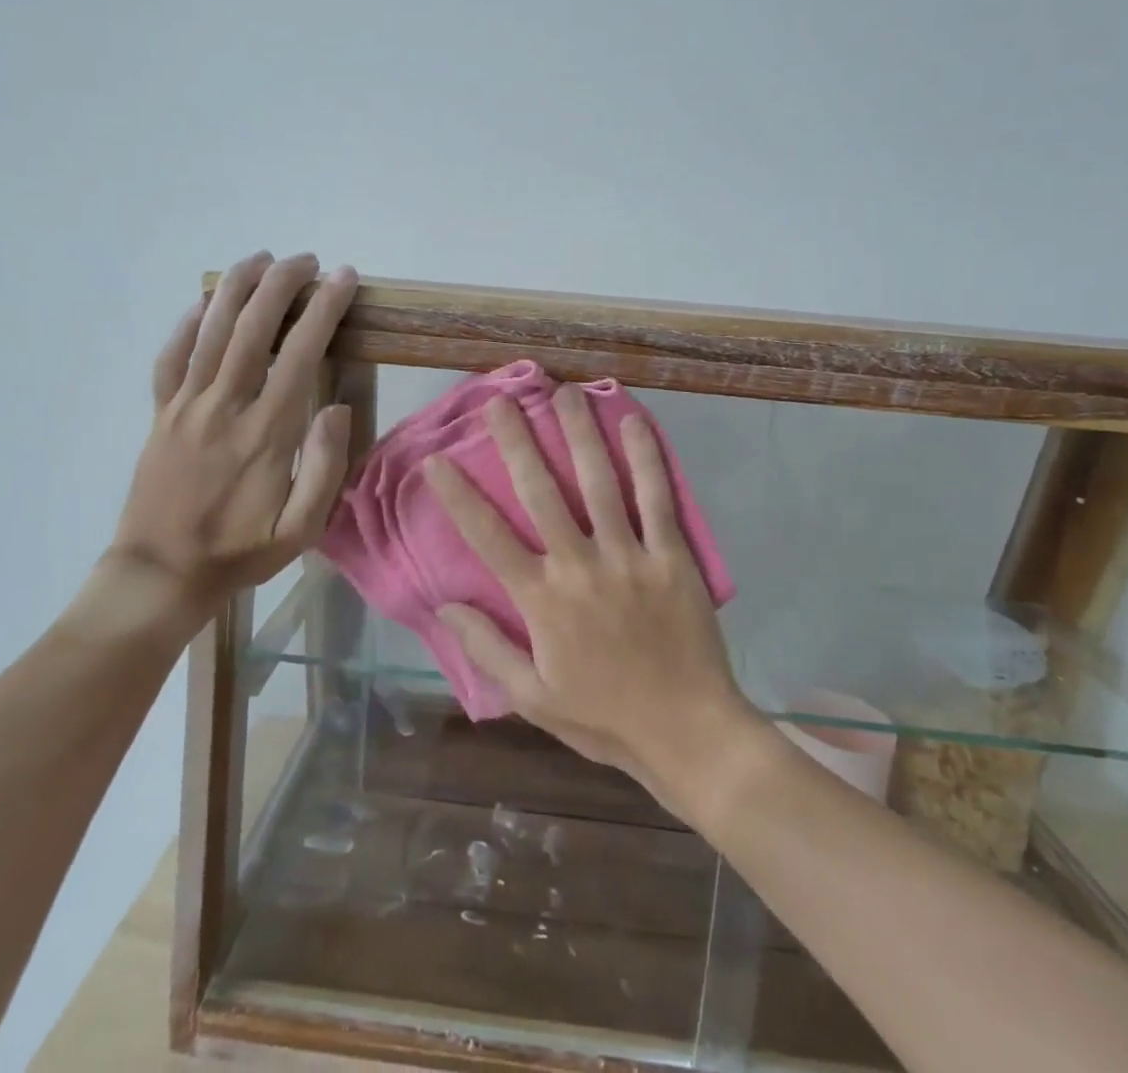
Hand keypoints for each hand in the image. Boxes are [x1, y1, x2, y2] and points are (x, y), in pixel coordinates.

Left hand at [100, 251, 359, 632]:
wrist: (161, 574)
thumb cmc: (240, 552)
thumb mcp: (300, 529)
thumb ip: (324, 468)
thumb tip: (337, 408)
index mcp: (266, 432)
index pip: (300, 354)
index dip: (324, 310)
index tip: (343, 279)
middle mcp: (225, 407)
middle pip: (253, 328)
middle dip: (283, 285)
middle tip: (307, 261)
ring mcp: (186, 407)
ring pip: (210, 332)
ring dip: (237, 289)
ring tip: (261, 259)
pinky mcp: (161, 414)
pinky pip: (170, 358)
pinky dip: (187, 324)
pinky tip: (203, 303)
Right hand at [423, 384, 751, 800]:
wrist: (689, 735)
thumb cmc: (605, 718)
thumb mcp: (533, 698)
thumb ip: (487, 649)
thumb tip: (445, 604)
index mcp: (543, 601)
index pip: (489, 537)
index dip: (459, 496)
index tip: (437, 460)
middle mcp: (580, 566)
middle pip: (541, 493)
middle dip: (517, 442)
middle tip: (501, 400)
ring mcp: (629, 557)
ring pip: (599, 482)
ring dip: (578, 434)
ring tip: (563, 393)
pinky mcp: (672, 556)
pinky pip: (657, 499)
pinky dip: (646, 458)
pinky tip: (633, 422)